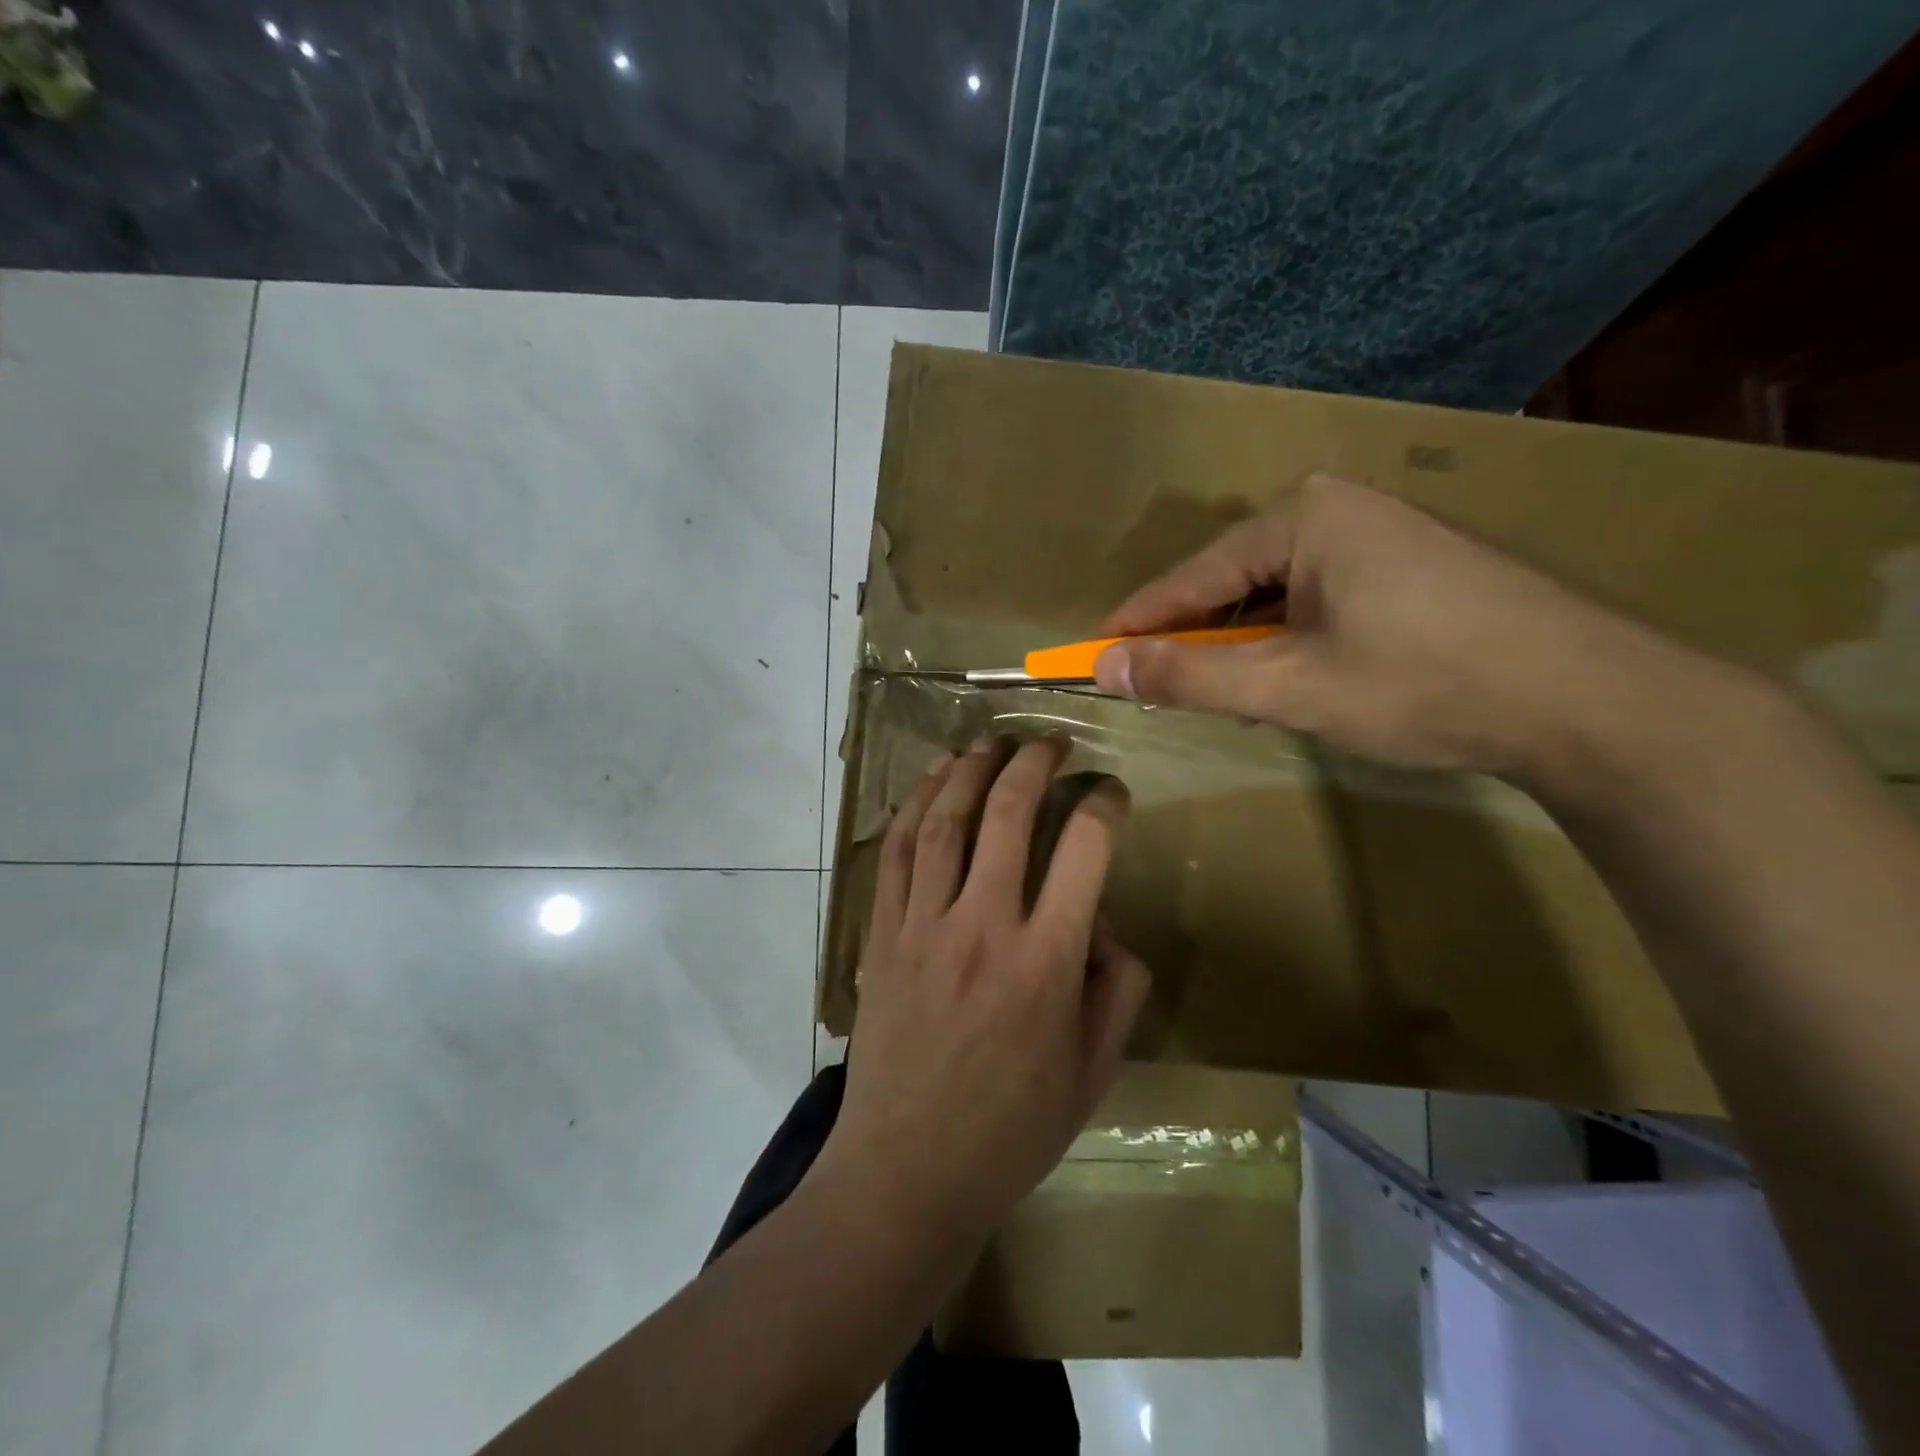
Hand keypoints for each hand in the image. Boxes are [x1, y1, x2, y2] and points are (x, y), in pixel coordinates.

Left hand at [815, 737, 1150, 1251]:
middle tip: (1051, 742)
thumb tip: (1100, 924)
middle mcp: (983, 927)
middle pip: (1009, 815)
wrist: (907, 1172)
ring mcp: (924, 926)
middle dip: (1034, 764)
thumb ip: (1117, 988)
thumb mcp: (1094, 1072)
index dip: (1104, 804)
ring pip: (945, 821)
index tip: (1112, 791)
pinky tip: (931, 779)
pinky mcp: (883, 934)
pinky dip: (914, 804)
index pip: (1084, 850)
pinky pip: (897, 852)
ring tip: (991, 741)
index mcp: (1046, 962)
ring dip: (970, 769)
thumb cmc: (1010, 1130)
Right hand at [1092, 474, 1702, 781]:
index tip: (1089, 653)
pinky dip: (1289, 643)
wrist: (1593, 702)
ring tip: (1226, 695)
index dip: (1138, 622)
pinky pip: (1317, 603)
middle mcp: (1338, 511)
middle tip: (1160, 689)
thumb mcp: (1291, 686)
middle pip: (1232, 582)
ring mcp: (1381, 538)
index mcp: (1304, 517)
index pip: (1191, 576)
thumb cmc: (1425, 683)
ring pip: (1275, 597)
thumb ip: (1190, 676)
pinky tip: (1292, 679)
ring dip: (1244, 646)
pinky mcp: (1411, 570)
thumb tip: (1103, 666)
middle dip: (1196, 638)